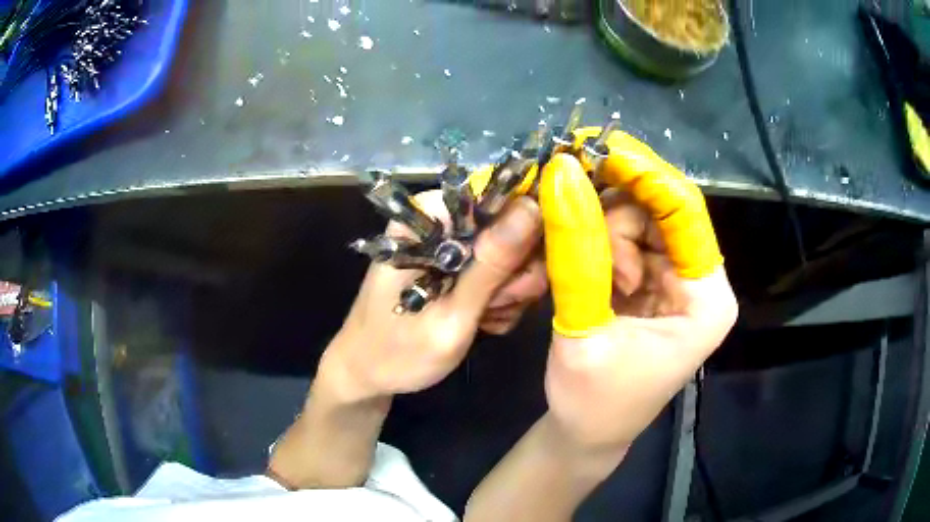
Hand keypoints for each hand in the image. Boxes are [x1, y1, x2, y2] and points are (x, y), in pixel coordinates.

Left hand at [324, 190, 542, 401]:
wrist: (367, 374)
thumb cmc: (397, 351)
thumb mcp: (450, 315)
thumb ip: (491, 265)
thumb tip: (532, 208)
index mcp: (430, 217)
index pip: (500, 199)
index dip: (522, 235)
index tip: (514, 278)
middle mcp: (442, 222)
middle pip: (511, 228)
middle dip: (512, 275)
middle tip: (494, 307)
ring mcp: (451, 246)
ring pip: (512, 255)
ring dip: (506, 294)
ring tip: (481, 319)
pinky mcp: (458, 267)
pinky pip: (501, 274)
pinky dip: (498, 301)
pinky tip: (480, 321)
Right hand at [540, 134, 737, 450]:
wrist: (586, 434)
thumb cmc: (592, 401)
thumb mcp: (582, 330)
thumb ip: (576, 253)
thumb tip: (562, 175)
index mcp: (706, 299)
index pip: (685, 213)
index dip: (643, 174)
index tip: (596, 147)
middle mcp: (700, 282)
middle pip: (660, 211)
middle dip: (614, 210)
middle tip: (570, 213)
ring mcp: (676, 282)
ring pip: (638, 222)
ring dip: (603, 236)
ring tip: (587, 287)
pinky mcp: (652, 286)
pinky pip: (625, 242)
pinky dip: (599, 247)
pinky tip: (587, 280)